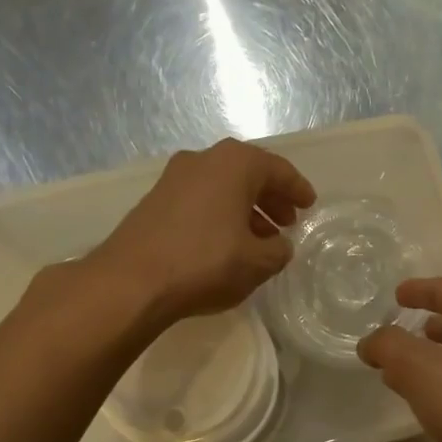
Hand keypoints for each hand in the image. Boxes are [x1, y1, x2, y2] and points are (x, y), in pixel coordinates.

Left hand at [86, 139, 315, 327]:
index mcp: (234, 164)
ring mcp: (174, 179)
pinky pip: (201, 201)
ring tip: (261, 239)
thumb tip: (278, 245)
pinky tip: (227, 244)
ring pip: (222, 188)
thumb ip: (278, 250)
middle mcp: (203, 160)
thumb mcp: (258, 262)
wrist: (132, 280)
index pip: (277, 170)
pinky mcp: (155, 201)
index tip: (310, 205)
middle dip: (271, 198)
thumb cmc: (205, 262)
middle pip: (248, 174)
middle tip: (287, 222)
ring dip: (245, 209)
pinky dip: (221, 216)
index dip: (297, 189)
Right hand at [359, 277, 441, 441]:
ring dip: (429, 358)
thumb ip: (389, 347)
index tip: (395, 295)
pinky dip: (441, 384)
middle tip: (390, 334)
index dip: (419, 290)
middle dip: (423, 324)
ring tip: (396, 368)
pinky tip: (422, 402)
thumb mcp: (421, 369)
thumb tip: (371, 342)